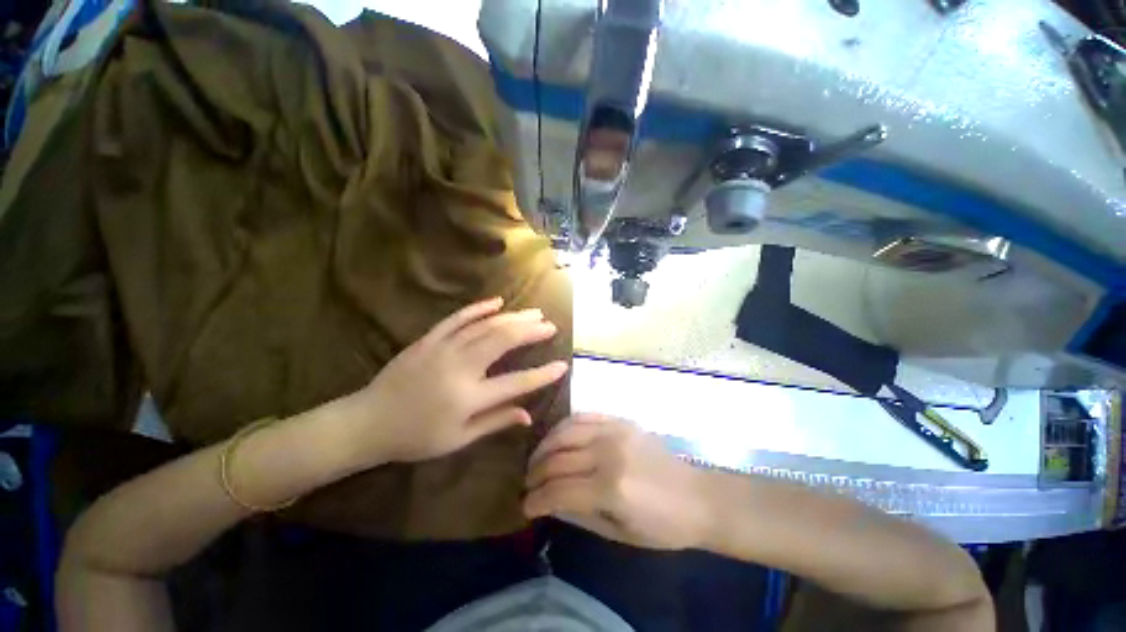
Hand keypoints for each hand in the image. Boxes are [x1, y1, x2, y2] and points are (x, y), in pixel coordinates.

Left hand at [340, 297, 568, 465]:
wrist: (368, 421)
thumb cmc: (415, 437)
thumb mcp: (458, 438)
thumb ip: (495, 421)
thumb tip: (528, 414)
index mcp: (468, 397)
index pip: (516, 383)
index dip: (542, 375)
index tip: (562, 365)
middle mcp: (459, 367)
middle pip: (503, 341)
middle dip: (531, 331)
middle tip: (550, 326)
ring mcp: (443, 348)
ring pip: (485, 326)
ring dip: (513, 317)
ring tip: (534, 313)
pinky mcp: (429, 339)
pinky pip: (457, 318)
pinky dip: (479, 308)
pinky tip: (497, 301)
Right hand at [523, 414, 711, 550]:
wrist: (696, 496)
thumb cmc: (662, 527)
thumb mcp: (619, 533)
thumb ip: (580, 515)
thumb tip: (550, 502)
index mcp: (610, 488)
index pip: (558, 491)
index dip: (536, 500)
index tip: (524, 506)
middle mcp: (608, 453)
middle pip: (557, 459)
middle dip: (535, 474)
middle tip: (527, 484)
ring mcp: (614, 431)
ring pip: (564, 432)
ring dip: (544, 447)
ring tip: (537, 460)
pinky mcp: (620, 420)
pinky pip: (582, 416)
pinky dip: (563, 427)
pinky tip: (556, 438)